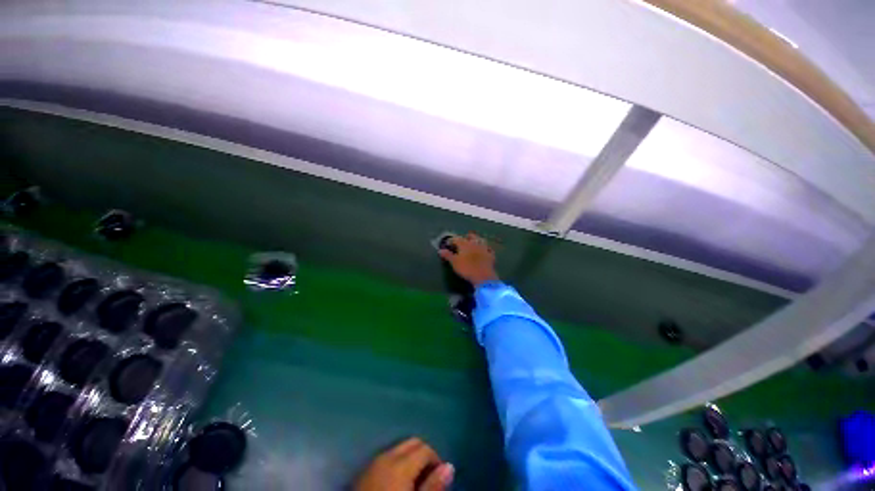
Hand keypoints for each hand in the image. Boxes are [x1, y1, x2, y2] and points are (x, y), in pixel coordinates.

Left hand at [355, 438, 454, 490]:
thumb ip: (433, 485)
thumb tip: (449, 466)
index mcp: (400, 463)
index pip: (425, 448)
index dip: (436, 460)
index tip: (439, 478)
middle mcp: (386, 455)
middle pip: (412, 442)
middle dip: (424, 454)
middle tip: (428, 478)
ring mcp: (372, 461)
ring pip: (399, 448)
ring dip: (410, 458)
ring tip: (414, 481)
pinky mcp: (363, 470)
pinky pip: (386, 457)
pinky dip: (396, 463)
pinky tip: (396, 482)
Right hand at [439, 233, 499, 286]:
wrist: (483, 276)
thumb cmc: (466, 268)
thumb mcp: (454, 263)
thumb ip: (447, 255)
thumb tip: (440, 250)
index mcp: (465, 243)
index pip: (456, 238)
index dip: (451, 240)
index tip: (448, 244)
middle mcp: (475, 243)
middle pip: (470, 236)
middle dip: (466, 237)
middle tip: (462, 241)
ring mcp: (484, 248)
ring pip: (480, 240)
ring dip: (476, 240)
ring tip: (473, 243)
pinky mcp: (491, 255)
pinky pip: (488, 249)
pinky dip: (485, 248)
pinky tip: (485, 250)